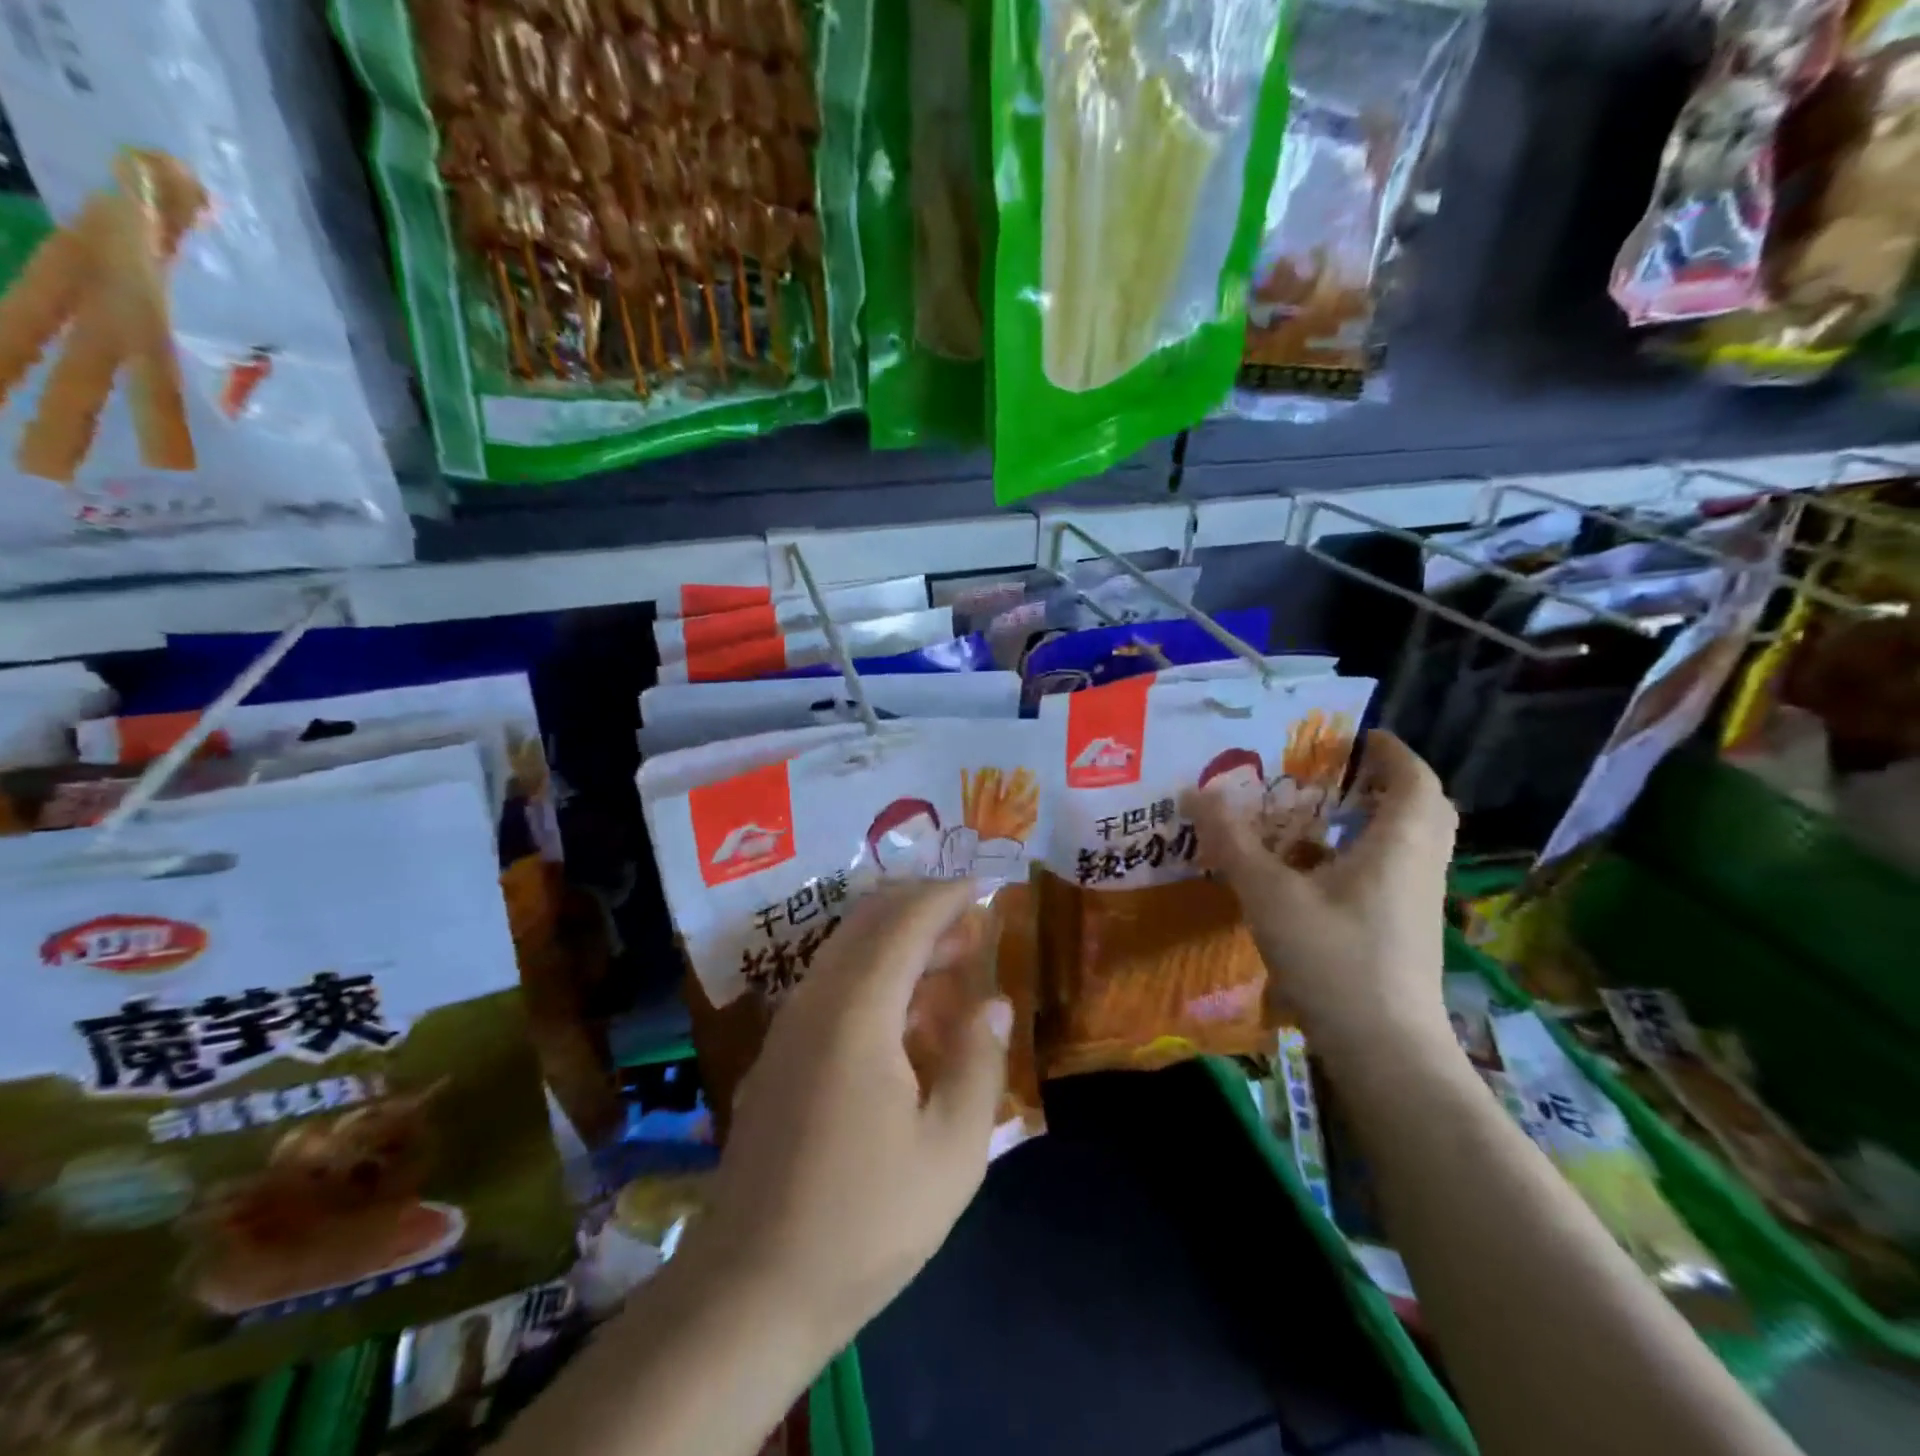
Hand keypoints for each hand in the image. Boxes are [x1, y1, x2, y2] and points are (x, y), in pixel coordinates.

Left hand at [688, 879, 1010, 1353]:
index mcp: (856, 1011)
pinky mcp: (778, 1055)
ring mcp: (789, 1026)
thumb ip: (978, 1063)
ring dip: (898, 941)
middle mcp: (815, 1000)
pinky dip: (873, 974)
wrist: (749, 1290)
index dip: (946, 897)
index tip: (984, 887)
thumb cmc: (864, 1222)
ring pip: (846, 950)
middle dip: (922, 909)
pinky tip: (906, 1016)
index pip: (904, 922)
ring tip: (950, 963)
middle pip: (868, 922)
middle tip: (973, 925)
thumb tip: (993, 1001)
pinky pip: (830, 985)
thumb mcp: (951, 1152)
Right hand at [1183, 730, 1458, 1073]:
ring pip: (1404, 844)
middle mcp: (1419, 866)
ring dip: (1369, 821)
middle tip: (1335, 773)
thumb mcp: (1269, 893)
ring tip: (1314, 816)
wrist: (1384, 1050)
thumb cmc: (1333, 958)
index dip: (1389, 750)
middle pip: (1419, 808)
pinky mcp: (1405, 932)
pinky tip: (1311, 873)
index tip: (1354, 736)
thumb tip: (1195, 792)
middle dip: (1383, 783)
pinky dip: (1359, 858)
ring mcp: (1416, 903)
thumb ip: (1232, 841)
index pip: (1414, 778)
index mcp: (1399, 843)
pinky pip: (1390, 874)